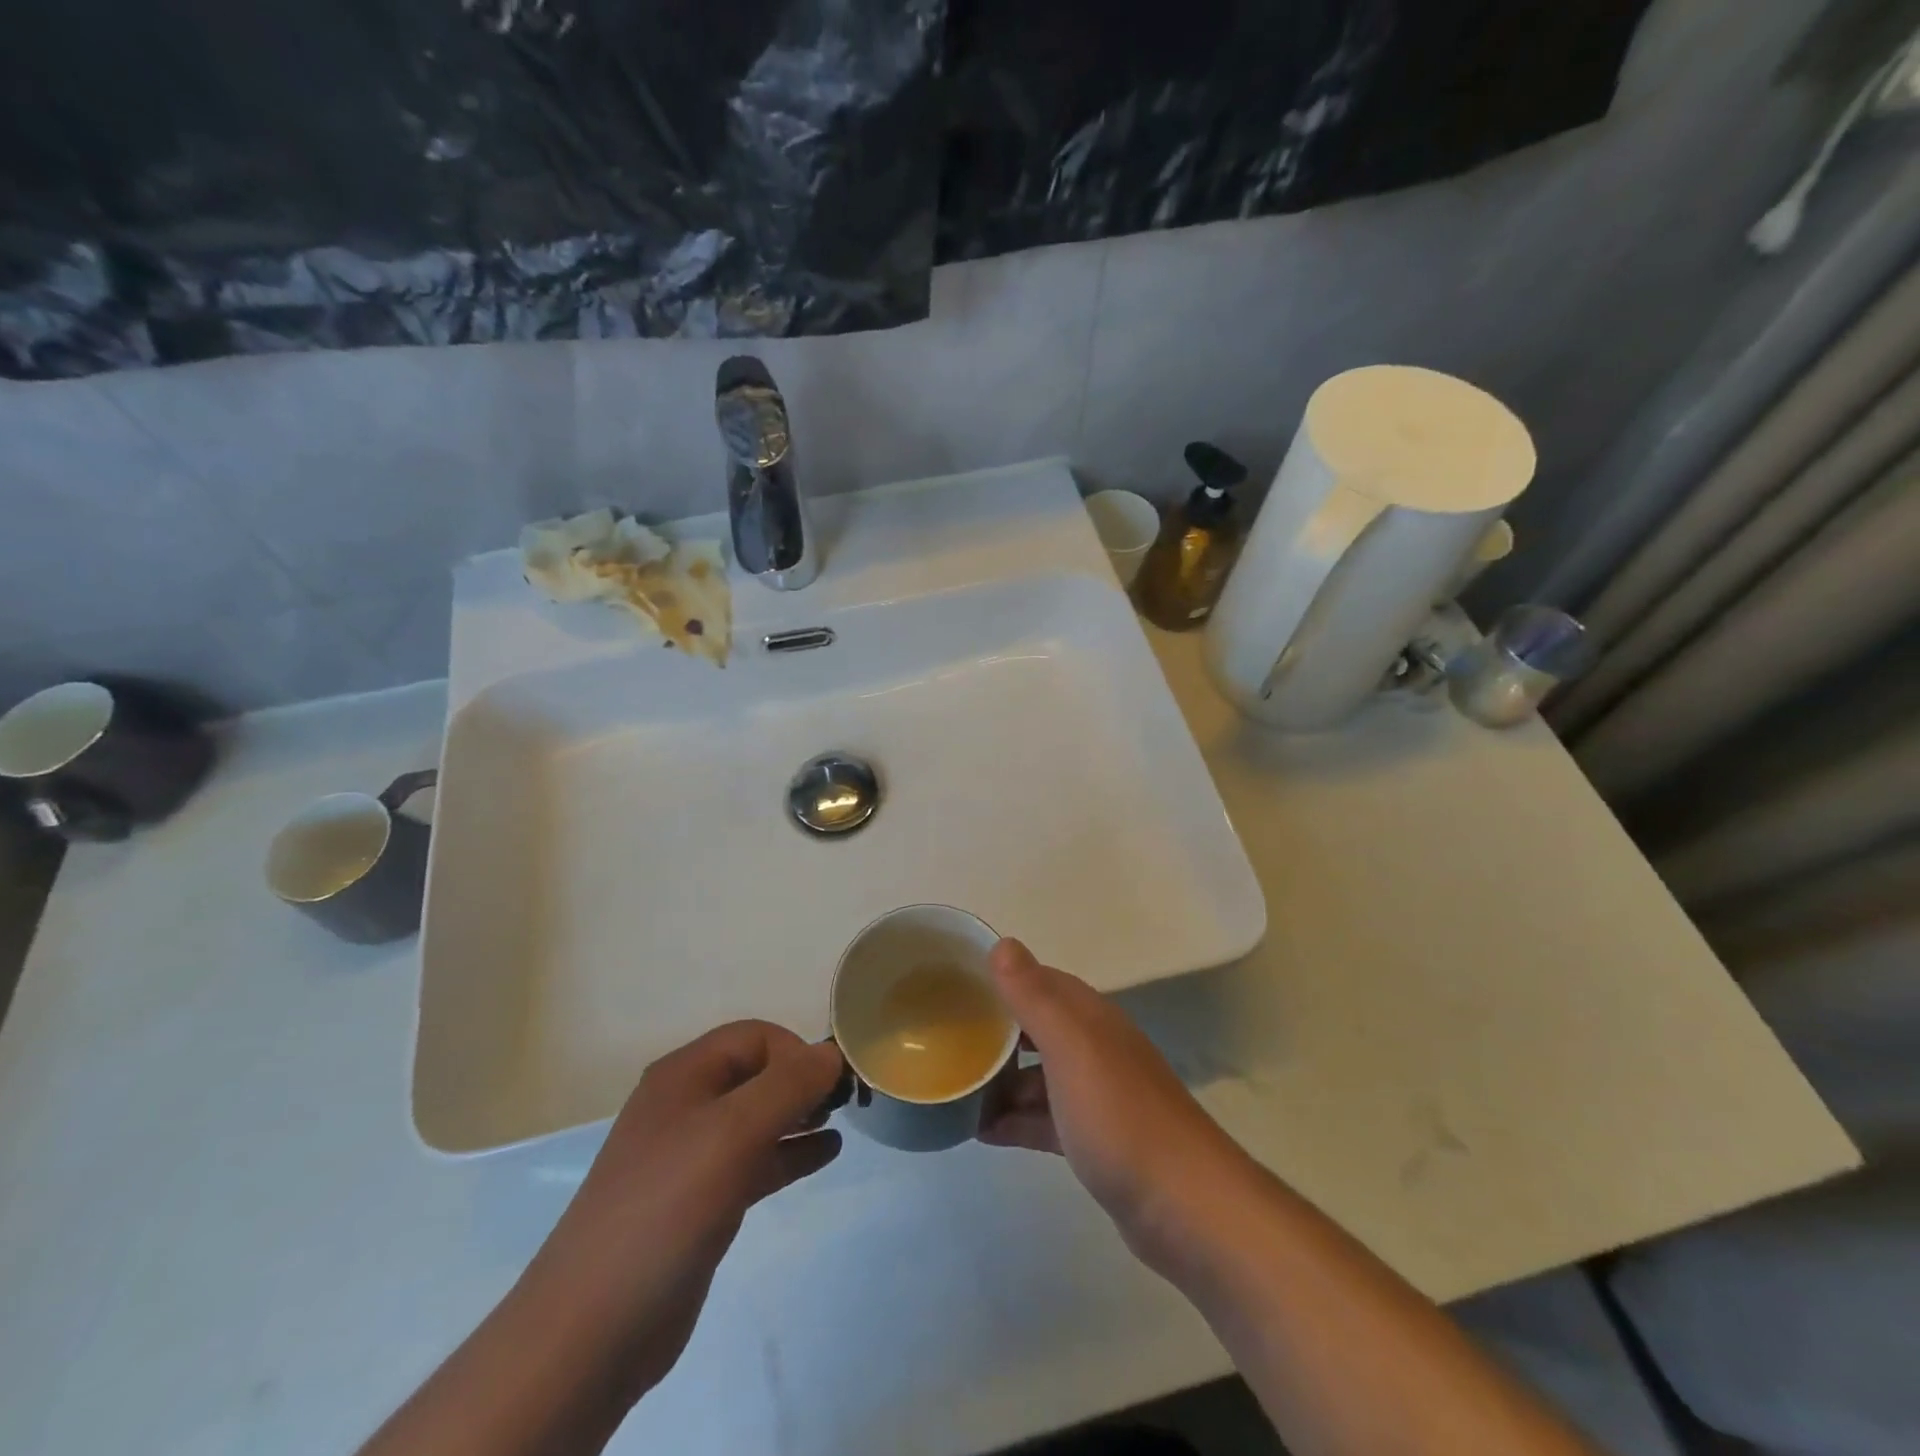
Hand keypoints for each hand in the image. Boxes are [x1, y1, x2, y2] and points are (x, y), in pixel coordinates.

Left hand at [521, 1022, 844, 1402]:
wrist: (592, 1328)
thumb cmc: (667, 1207)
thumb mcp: (734, 1132)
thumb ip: (789, 1085)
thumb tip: (832, 1051)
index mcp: (685, 1074)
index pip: (755, 1037)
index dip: (797, 1051)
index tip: (833, 1084)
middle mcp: (686, 1104)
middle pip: (757, 1073)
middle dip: (803, 1080)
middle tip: (846, 1102)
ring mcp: (691, 1155)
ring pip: (758, 1117)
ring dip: (801, 1114)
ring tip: (843, 1121)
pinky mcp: (700, 1201)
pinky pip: (755, 1160)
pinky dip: (790, 1152)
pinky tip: (825, 1155)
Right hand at [979, 939, 1258, 1270]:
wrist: (1185, 1207)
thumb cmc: (1120, 1116)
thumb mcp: (1070, 1048)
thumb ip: (1034, 997)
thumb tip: (1003, 943)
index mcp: (1090, 1018)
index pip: (1039, 981)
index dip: (1001, 979)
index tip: (956, 986)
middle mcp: (1096, 1048)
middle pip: (1037, 1028)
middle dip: (995, 1030)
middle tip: (947, 1039)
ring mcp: (1098, 1096)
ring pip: (1039, 1075)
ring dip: (1001, 1080)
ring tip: (954, 1088)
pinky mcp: (1096, 1142)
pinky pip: (1045, 1118)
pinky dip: (1016, 1120)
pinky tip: (982, 1132)